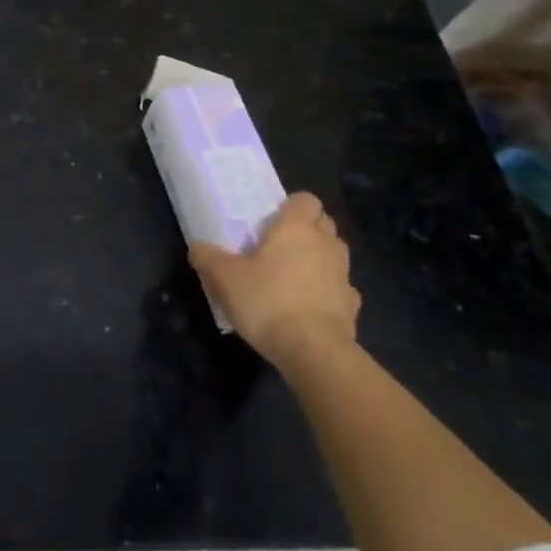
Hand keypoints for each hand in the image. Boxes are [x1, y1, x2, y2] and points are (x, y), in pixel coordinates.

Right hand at [189, 192, 358, 373]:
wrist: (314, 351)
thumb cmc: (267, 301)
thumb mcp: (223, 277)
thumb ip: (207, 257)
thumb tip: (198, 248)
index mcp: (297, 227)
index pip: (306, 199)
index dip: (291, 207)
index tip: (272, 222)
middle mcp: (326, 244)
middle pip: (324, 223)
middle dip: (306, 230)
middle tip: (278, 247)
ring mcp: (344, 275)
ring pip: (334, 254)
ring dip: (318, 259)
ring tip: (292, 277)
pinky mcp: (352, 306)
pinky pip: (339, 289)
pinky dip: (327, 292)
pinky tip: (307, 308)